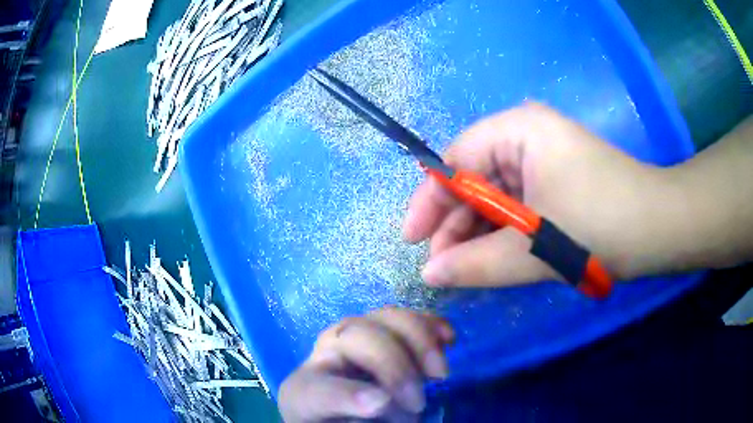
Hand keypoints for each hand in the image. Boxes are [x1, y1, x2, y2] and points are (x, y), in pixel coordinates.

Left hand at [278, 307, 454, 421]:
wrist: (344, 411)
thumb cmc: (345, 422)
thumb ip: (356, 416)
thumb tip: (381, 400)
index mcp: (306, 390)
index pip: (320, 389)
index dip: (349, 395)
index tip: (381, 403)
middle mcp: (325, 354)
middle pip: (356, 338)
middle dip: (394, 368)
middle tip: (417, 403)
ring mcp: (354, 335)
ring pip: (385, 317)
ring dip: (420, 341)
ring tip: (440, 373)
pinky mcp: (381, 330)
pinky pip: (407, 317)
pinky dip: (430, 323)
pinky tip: (448, 339)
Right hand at [404, 103, 671, 287]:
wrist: (659, 228)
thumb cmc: (602, 225)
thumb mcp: (536, 248)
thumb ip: (477, 263)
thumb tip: (429, 275)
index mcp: (519, 130)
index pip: (456, 160)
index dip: (430, 200)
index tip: (413, 240)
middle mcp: (527, 137)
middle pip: (474, 179)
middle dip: (455, 223)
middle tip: (442, 267)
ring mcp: (544, 160)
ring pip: (496, 197)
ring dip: (479, 233)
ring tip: (464, 270)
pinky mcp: (556, 183)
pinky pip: (518, 206)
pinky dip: (504, 234)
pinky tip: (493, 259)